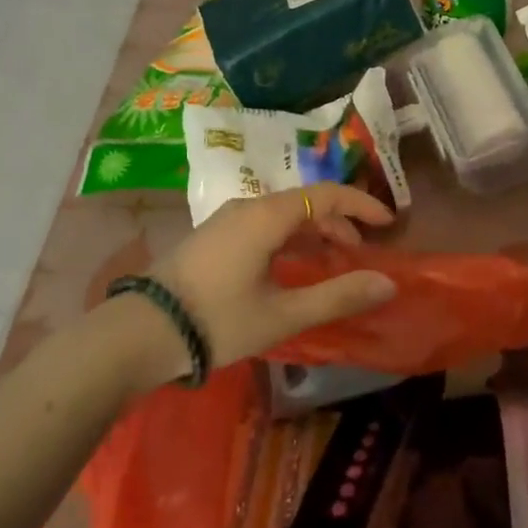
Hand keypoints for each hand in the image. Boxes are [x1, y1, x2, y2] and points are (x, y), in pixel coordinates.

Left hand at [136, 183, 397, 378]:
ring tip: (331, 261)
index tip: (388, 223)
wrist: (139, 334)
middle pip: (304, 202)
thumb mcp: (283, 313)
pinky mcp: (212, 238)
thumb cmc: (217, 320)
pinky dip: (289, 239)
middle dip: (338, 221)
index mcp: (266, 216)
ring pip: (282, 214)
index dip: (361, 204)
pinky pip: (262, 226)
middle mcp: (247, 208)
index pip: (325, 194)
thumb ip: (337, 296)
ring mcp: (225, 221)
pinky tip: (290, 268)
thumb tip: (387, 283)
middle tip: (360, 252)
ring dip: (313, 232)